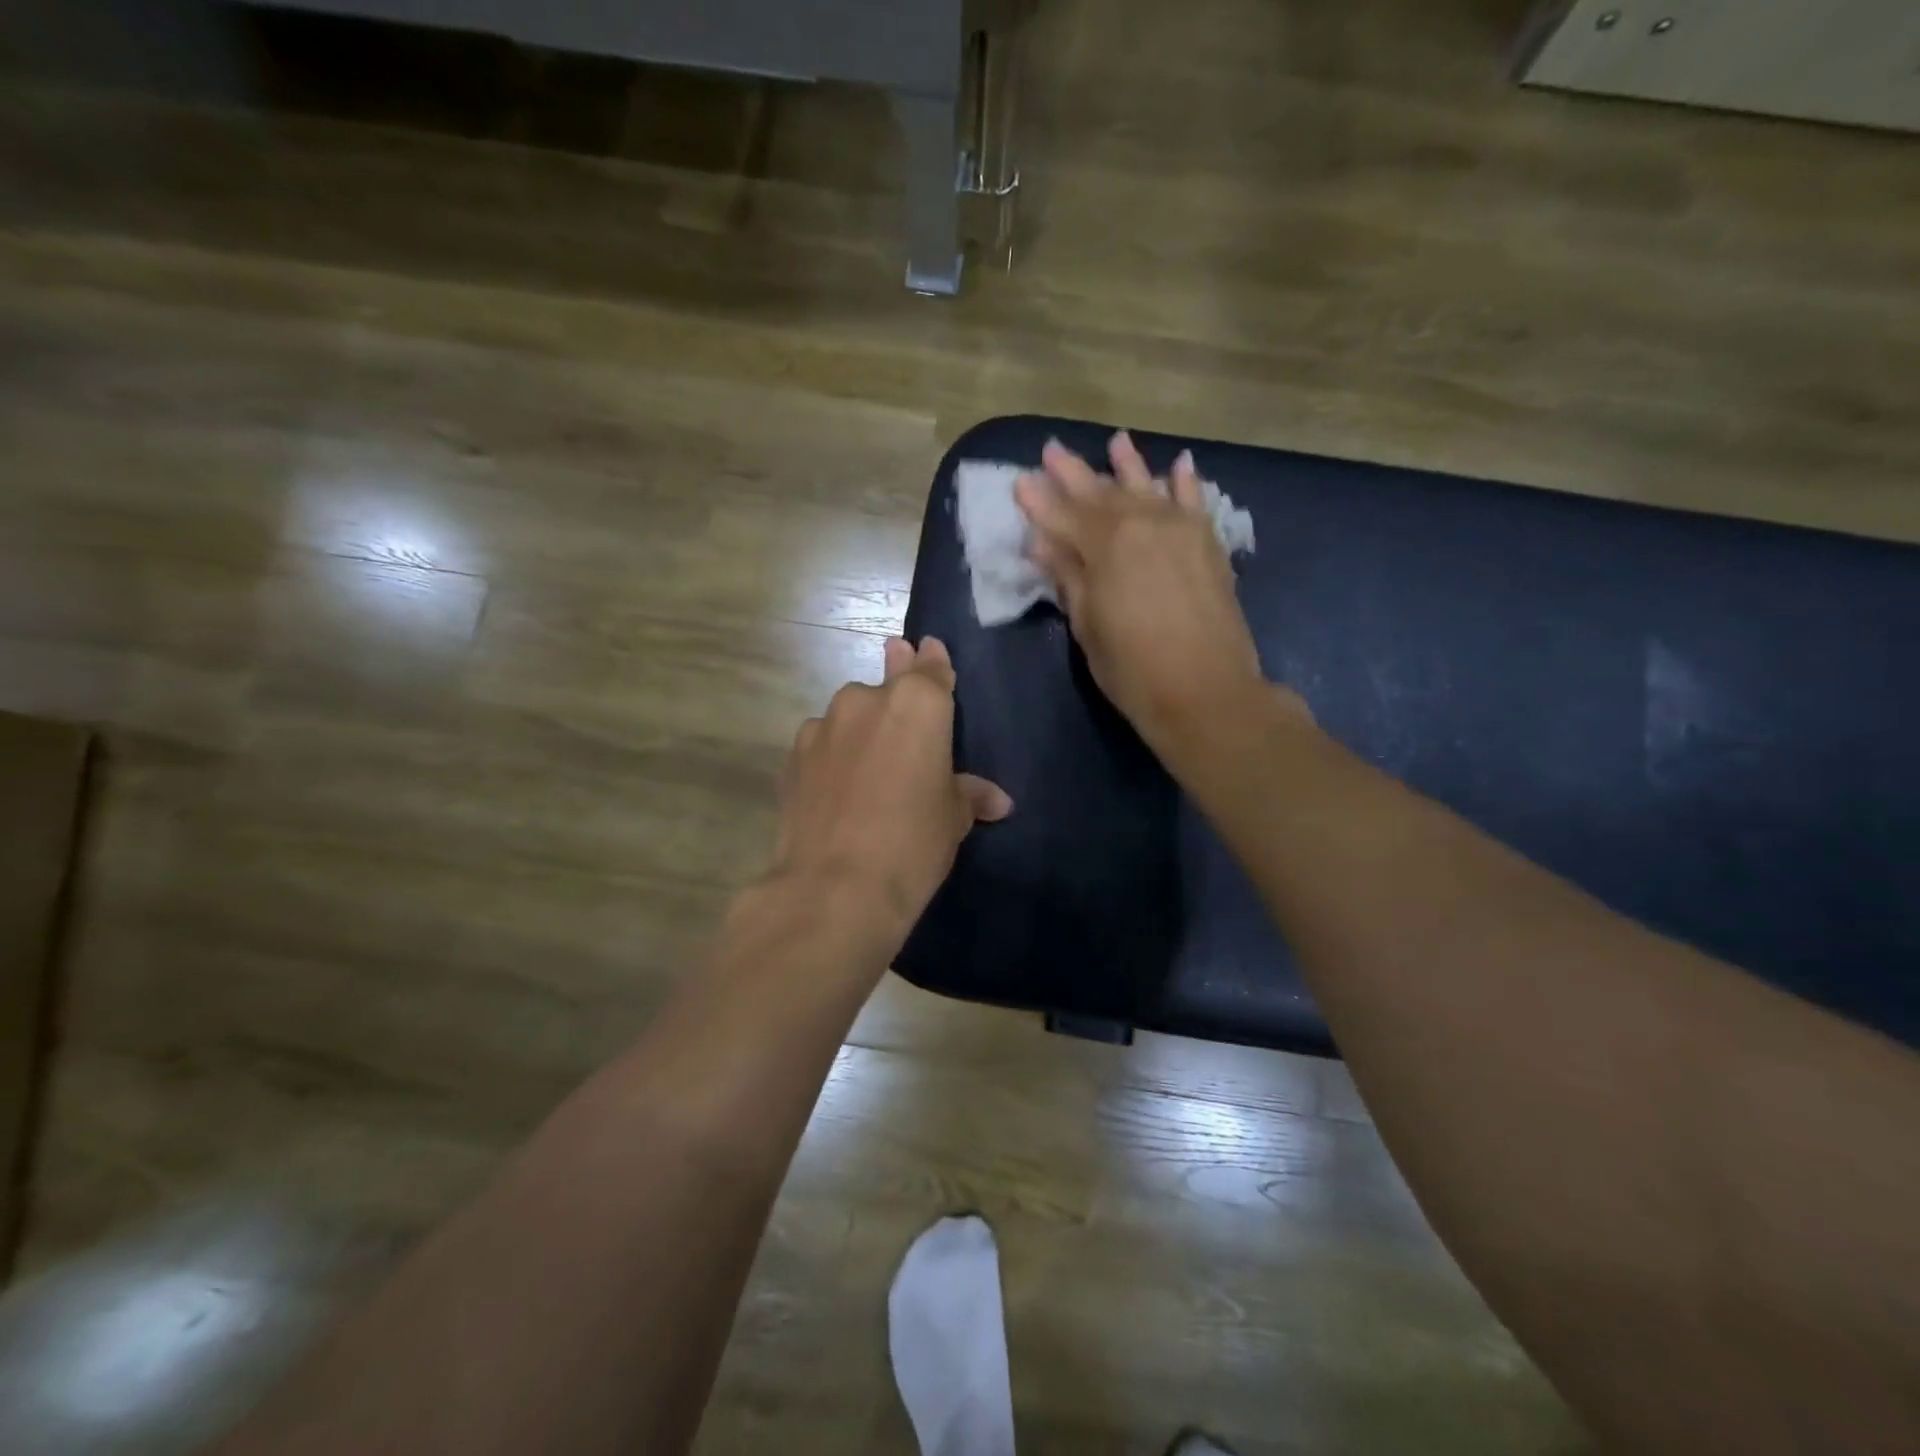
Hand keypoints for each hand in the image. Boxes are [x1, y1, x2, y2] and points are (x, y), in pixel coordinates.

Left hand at [770, 636, 1011, 942]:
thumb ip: (969, 794)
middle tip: (900, 689)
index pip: (931, 670)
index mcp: (918, 704)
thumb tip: (998, 801)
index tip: (928, 648)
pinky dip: (833, 754)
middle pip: (888, 687)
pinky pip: (822, 743)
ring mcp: (824, 725)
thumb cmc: (913, 843)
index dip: (933, 662)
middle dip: (896, 686)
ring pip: (850, 715)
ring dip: (862, 728)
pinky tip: (838, 784)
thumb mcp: (953, 818)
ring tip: (870, 765)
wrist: (835, 887)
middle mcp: (867, 700)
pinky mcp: (792, 755)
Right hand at [1015, 433, 1299, 756]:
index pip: (1063, 516)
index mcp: (1106, 546)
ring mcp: (1180, 529)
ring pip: (1147, 487)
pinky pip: (1195, 501)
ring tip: (1116, 441)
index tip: (1020, 482)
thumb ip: (1068, 578)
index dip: (1039, 501)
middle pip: (1101, 493)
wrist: (1206, 691)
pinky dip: (1185, 481)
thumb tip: (1043, 544)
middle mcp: (1143, 524)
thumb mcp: (1088, 626)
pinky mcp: (1208, 543)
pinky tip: (1178, 463)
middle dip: (1074, 473)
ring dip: (1128, 465)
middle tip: (1052, 450)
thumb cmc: (1133, 669)